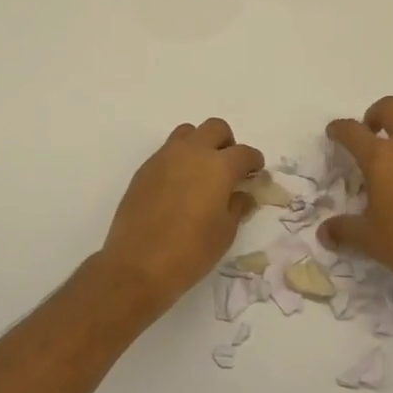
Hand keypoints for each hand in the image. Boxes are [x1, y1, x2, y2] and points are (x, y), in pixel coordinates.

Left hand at [95, 119, 262, 318]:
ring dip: (200, 144)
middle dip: (227, 143)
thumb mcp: (225, 232)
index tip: (255, 172)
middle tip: (229, 168)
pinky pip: (167, 152)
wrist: (137, 264)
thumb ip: (237, 206)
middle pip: (215, 128)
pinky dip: (179, 160)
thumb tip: (243, 195)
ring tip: (201, 172)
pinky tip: (179, 187)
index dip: (254, 161)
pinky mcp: (145, 169)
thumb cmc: (190, 251)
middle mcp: (192, 152)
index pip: (244, 152)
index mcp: (218, 166)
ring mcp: (165, 158)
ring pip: (188, 133)